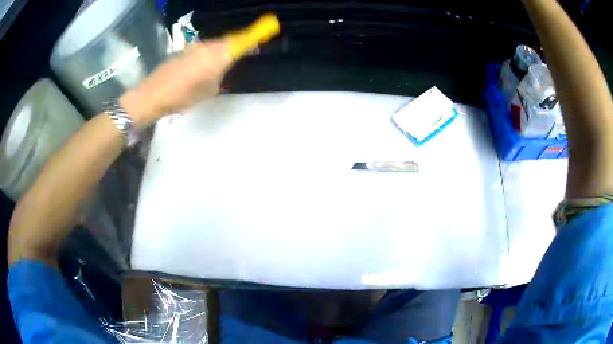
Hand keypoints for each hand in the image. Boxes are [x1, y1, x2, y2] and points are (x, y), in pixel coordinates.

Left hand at [120, 14, 279, 126]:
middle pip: (227, 41)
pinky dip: (207, 53)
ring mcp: (193, 47)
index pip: (241, 42)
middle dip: (237, 43)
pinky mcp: (182, 51)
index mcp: (217, 57)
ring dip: (221, 49)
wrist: (151, 96)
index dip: (254, 35)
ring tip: (220, 63)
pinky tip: (201, 66)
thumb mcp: (208, 92)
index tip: (268, 27)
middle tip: (244, 49)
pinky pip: (201, 49)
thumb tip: (222, 69)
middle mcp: (207, 47)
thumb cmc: (182, 97)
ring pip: (214, 45)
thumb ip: (220, 77)